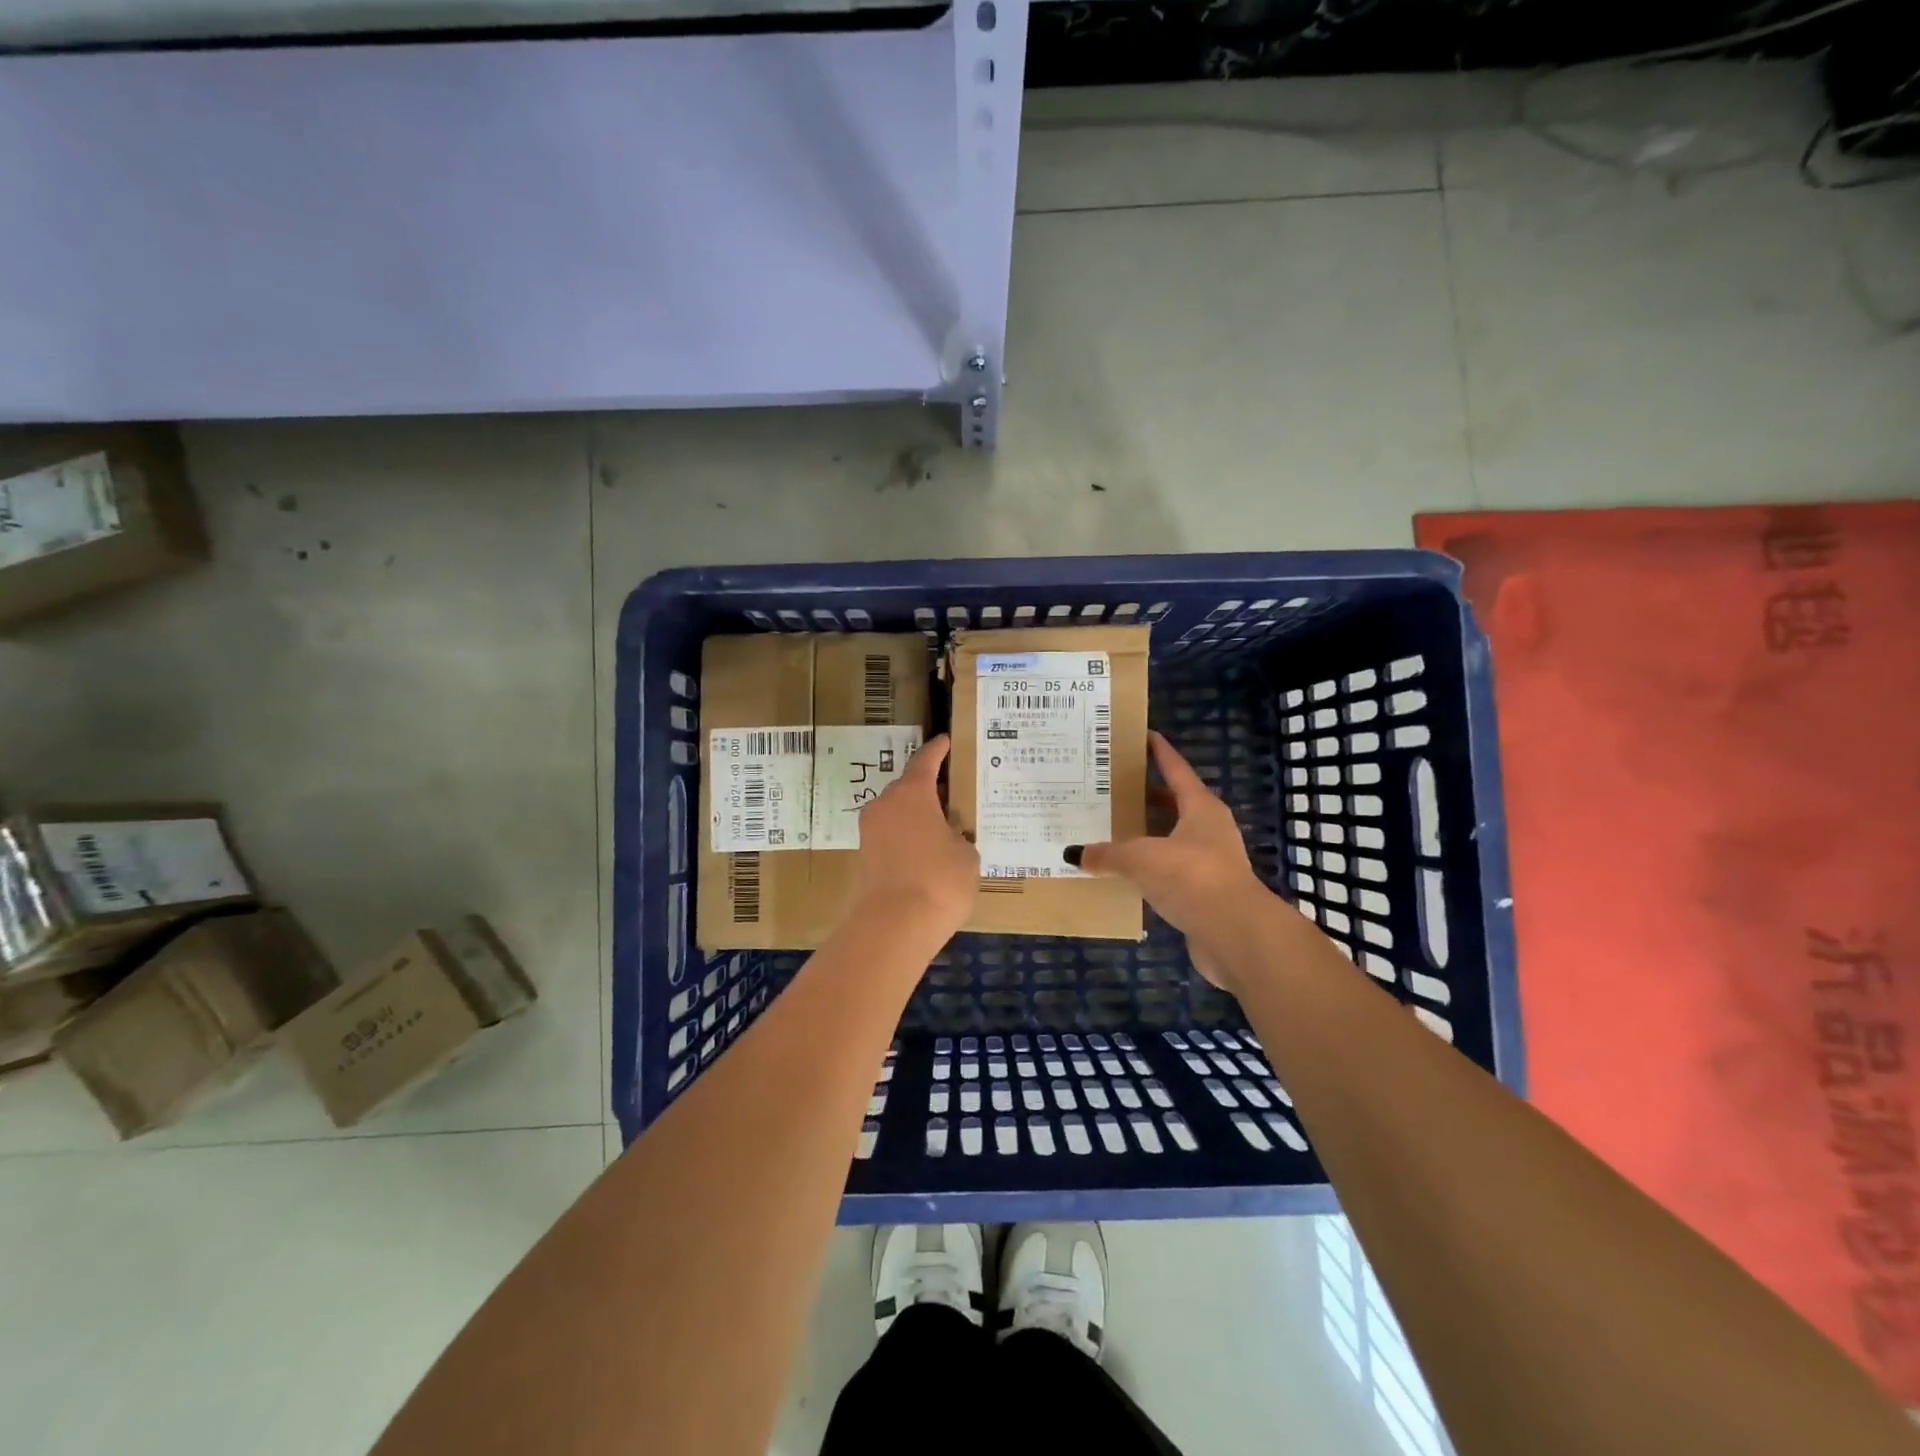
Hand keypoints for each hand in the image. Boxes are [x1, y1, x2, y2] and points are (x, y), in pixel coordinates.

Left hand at [848, 734, 978, 940]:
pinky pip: (890, 837)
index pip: (926, 760)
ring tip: (944, 829)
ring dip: (917, 816)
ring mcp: (869, 832)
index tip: (947, 740)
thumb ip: (959, 837)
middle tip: (954, 796)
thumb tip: (949, 837)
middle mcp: (885, 805)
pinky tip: (927, 854)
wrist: (892, 927)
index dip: (939, 750)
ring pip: (897, 814)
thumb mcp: (966, 855)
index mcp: (912, 792)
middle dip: (930, 789)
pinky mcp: (864, 858)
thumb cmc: (939, 881)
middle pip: (909, 787)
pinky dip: (907, 839)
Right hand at [1072, 732, 1271, 987]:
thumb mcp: (1141, 858)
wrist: (1235, 934)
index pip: (1176, 769)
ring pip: (1171, 839)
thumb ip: (1107, 854)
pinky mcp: (1204, 892)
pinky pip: (1169, 871)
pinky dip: (1148, 868)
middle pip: (1173, 804)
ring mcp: (1210, 862)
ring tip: (1109, 830)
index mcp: (1200, 807)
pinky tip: (1124, 873)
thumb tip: (1074, 853)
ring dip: (1145, 835)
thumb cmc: (1191, 877)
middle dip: (1144, 796)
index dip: (1159, 752)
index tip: (1142, 735)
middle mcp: (1208, 829)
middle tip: (1109, 789)